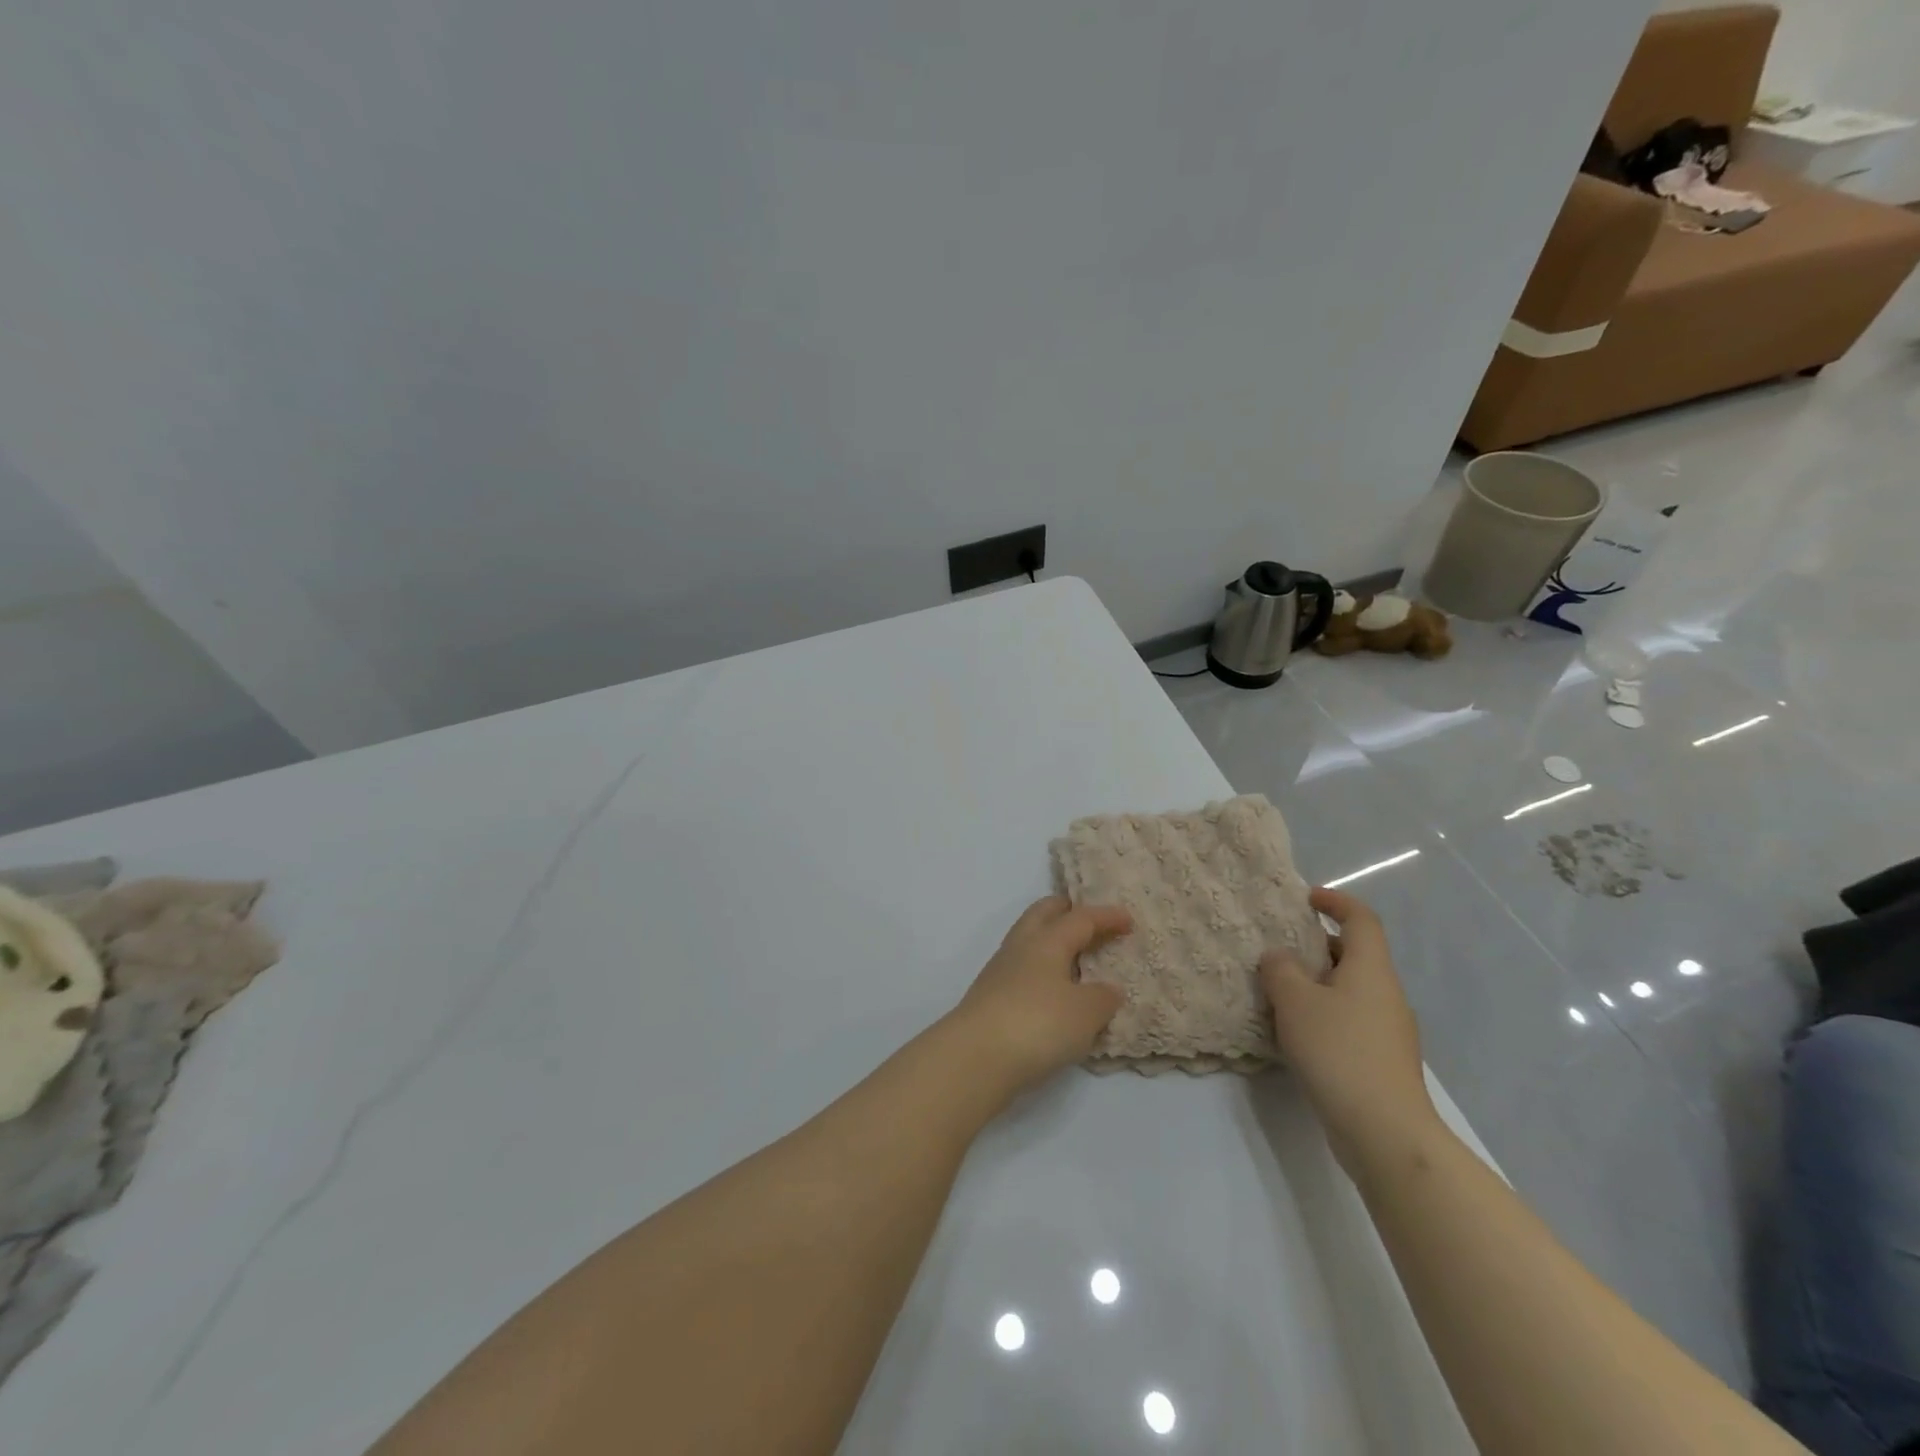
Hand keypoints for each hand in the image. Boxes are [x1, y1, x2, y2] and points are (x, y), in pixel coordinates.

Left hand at [948, 896, 1131, 1096]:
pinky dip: (1041, 968)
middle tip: (1090, 919)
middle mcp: (1021, 946)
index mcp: (1047, 940)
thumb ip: (1103, 997)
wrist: (976, 1056)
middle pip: (1043, 914)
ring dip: (1052, 940)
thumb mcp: (1085, 1012)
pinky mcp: (990, 995)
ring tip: (1075, 957)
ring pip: (1029, 939)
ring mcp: (1000, 970)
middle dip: (1067, 911)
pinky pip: (1022, 968)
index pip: (1080, 918)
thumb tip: (1109, 989)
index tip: (1128, 918)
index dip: (1106, 916)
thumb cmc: (1038, 1023)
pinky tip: (1053, 989)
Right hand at [1261, 887, 1439, 1171]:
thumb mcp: (1295, 1001)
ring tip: (1280, 991)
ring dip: (1318, 983)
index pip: (1362, 919)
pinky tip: (1297, 1034)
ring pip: (1351, 989)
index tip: (1306, 899)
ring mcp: (1388, 1030)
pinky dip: (1325, 1014)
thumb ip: (1280, 970)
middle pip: (1356, 954)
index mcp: (1371, 969)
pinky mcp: (1382, 1060)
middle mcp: (1386, 993)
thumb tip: (1278, 957)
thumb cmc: (1339, 1051)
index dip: (1336, 901)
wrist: (1385, 1131)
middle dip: (1319, 945)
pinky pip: (1351, 1019)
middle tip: (1281, 948)